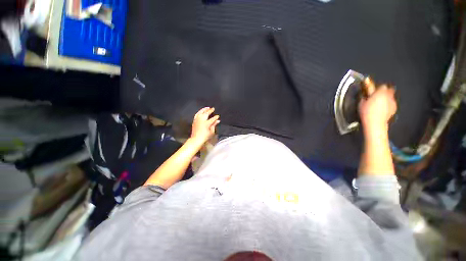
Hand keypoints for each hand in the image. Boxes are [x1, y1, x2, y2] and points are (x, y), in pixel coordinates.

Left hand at [190, 107, 219, 143]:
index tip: (218, 116)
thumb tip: (217, 121)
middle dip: (210, 110)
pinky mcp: (194, 121)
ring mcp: (197, 120)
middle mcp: (202, 120)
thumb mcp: (211, 132)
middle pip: (206, 113)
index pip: (213, 118)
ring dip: (204, 109)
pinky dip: (199, 112)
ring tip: (207, 107)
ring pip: (201, 112)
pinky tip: (201, 111)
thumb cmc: (205, 137)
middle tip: (213, 108)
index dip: (216, 117)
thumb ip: (214, 125)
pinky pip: (197, 114)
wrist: (196, 139)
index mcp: (207, 123)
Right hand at [358, 85, 396, 130]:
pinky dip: (387, 105)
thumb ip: (364, 96)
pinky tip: (382, 109)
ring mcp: (392, 102)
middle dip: (384, 92)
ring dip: (386, 98)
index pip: (381, 86)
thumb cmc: (367, 112)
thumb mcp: (361, 103)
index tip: (373, 91)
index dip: (377, 88)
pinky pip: (391, 104)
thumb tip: (365, 94)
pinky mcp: (394, 108)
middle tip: (377, 96)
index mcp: (380, 92)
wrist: (375, 123)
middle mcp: (388, 95)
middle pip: (389, 90)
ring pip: (390, 97)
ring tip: (379, 104)